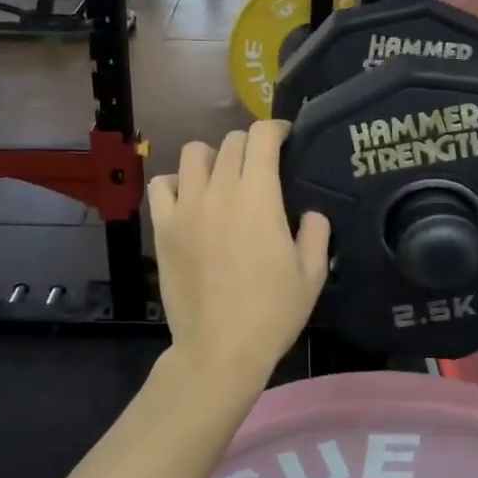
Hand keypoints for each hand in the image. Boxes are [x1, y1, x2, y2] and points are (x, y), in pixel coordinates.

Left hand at [150, 121, 330, 395]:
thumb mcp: (312, 273)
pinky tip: (189, 200)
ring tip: (222, 179)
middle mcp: (219, 190)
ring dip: (213, 158)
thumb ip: (316, 232)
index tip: (286, 138)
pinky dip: (176, 183)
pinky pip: (161, 185)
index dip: (276, 128)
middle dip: (250, 145)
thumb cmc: (272, 312)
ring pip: (193, 153)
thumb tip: (310, 213)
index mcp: (259, 196)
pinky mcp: (163, 227)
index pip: (262, 136)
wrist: (220, 348)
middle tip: (260, 166)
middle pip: (231, 141)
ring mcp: (186, 207)